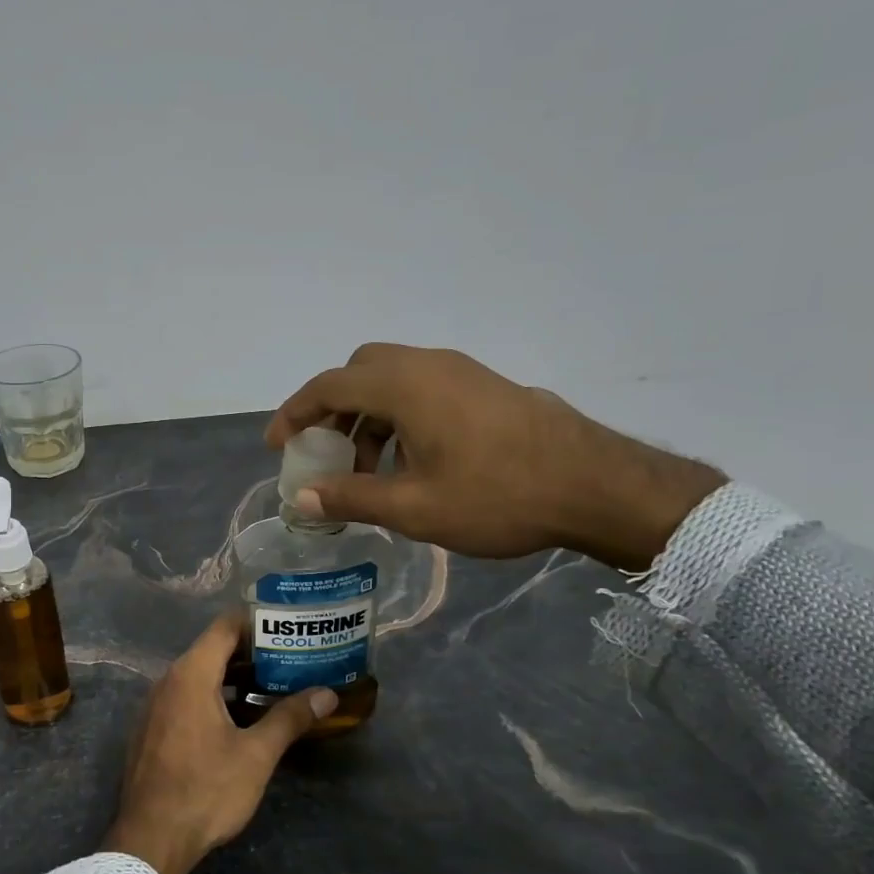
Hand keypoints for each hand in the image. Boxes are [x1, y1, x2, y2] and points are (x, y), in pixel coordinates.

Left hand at [102, 614, 335, 873]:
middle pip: (212, 649)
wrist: (150, 841)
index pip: (225, 627)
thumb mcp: (256, 754)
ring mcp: (155, 706)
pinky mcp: (151, 730)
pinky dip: (213, 696)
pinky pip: (185, 698)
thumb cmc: (205, 790)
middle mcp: (168, 681)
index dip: (256, 621)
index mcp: (191, 674)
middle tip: (290, 657)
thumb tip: (327, 694)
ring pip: (199, 676)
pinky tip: (239, 718)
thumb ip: (290, 718)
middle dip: (251, 652)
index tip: (287, 625)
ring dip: (233, 677)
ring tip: (272, 685)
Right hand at [264, 343, 723, 570]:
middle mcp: (428, 365)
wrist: (595, 484)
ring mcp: (461, 371)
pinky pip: (423, 389)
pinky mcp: (485, 385)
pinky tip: (412, 462)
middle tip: (326, 453)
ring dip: (368, 417)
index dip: (294, 413)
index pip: (329, 386)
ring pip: (393, 380)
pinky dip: (399, 416)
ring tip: (369, 471)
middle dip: (333, 411)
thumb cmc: (497, 496)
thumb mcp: (414, 507)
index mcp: (404, 385)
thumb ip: (352, 498)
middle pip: (359, 372)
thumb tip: (304, 499)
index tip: (278, 445)